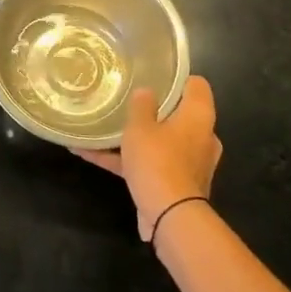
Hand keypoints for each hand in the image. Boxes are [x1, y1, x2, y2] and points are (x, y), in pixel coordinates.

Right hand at [76, 77, 220, 241]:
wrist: (170, 216)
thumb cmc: (158, 161)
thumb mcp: (140, 127)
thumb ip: (141, 105)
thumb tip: (146, 92)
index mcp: (199, 116)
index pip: (196, 85)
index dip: (177, 78)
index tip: (154, 75)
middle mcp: (201, 137)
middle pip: (179, 114)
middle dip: (155, 109)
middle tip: (129, 100)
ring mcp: (191, 163)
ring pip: (162, 141)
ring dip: (136, 137)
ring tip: (104, 129)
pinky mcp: (177, 184)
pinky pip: (150, 164)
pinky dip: (126, 160)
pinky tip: (89, 154)